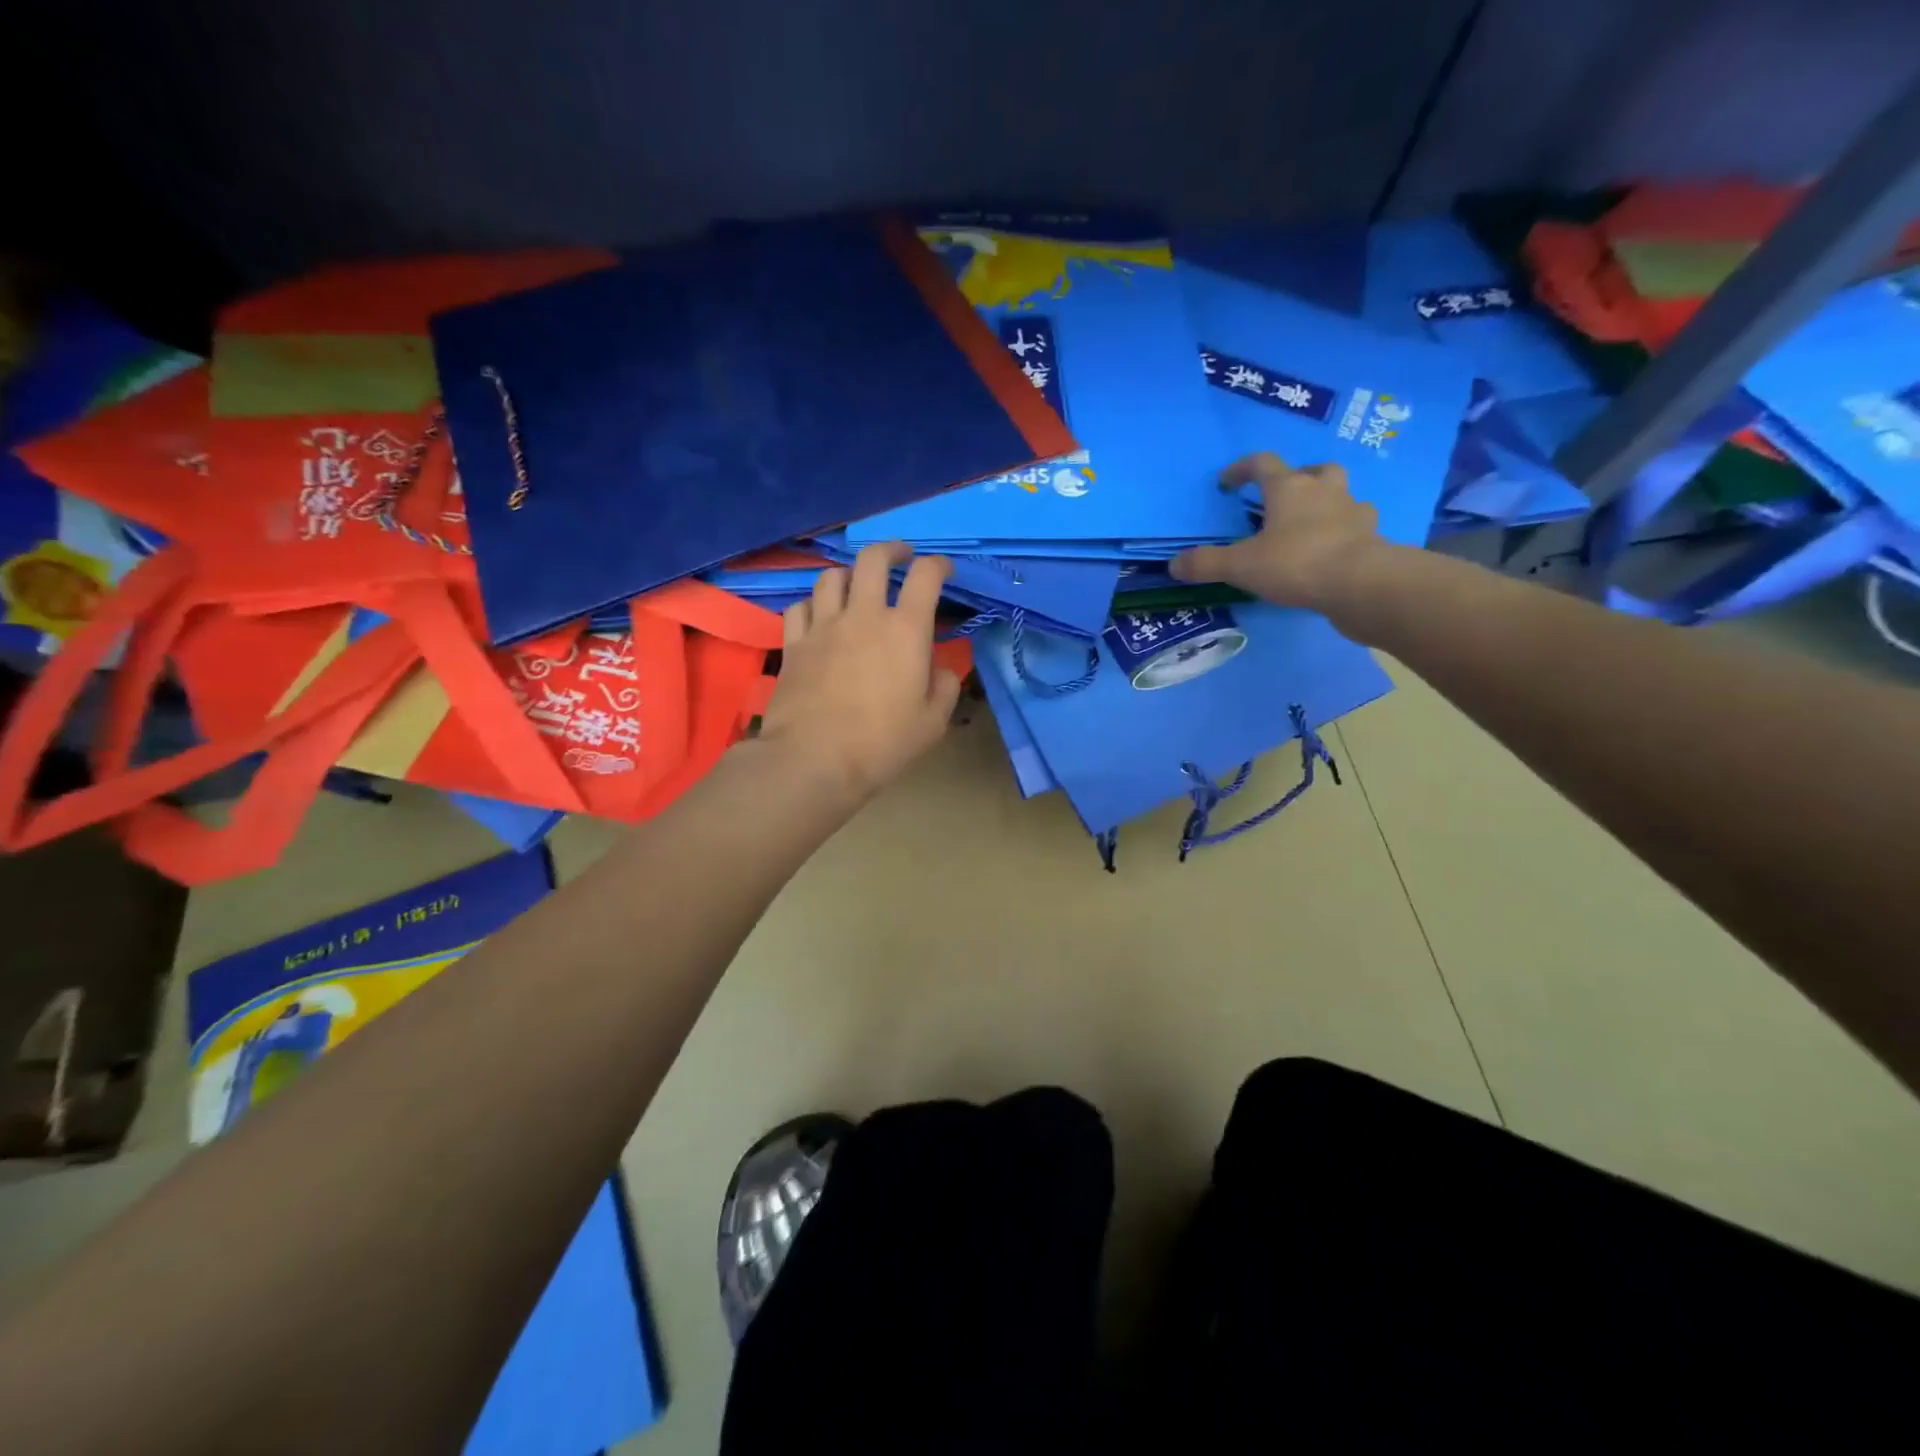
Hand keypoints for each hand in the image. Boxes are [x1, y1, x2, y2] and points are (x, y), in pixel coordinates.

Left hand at [757, 542, 963, 805]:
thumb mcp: (932, 723)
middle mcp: (863, 616)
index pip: (925, 577)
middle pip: (873, 559)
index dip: (938, 565)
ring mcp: (823, 627)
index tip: (944, 570)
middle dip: (891, 550)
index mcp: (905, 630)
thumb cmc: (882, 744)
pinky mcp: (794, 644)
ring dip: (849, 574)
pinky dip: (813, 604)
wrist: (814, 760)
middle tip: (901, 558)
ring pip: (832, 577)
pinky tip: (819, 615)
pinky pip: (799, 607)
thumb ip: (944, 687)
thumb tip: (939, 668)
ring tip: (856, 585)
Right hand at [1169, 455, 1387, 615]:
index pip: (1262, 464)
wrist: (1361, 584)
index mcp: (1289, 488)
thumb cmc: (1296, 563)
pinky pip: (1356, 527)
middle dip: (1298, 479)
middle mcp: (1324, 490)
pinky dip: (1343, 533)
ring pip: (1341, 495)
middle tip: (1283, 498)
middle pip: (1314, 470)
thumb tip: (1173, 565)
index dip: (1241, 470)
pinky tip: (1332, 551)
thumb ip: (1206, 564)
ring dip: (1325, 503)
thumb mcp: (1240, 566)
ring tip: (1309, 525)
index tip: (1227, 483)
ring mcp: (1354, 512)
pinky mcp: (1372, 537)